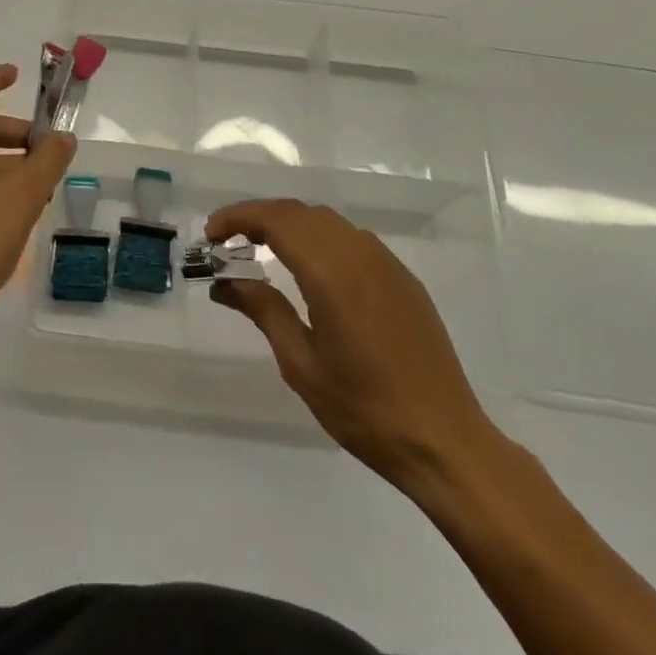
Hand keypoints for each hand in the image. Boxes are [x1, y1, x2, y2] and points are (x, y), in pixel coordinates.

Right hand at [206, 199, 503, 499]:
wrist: (445, 441)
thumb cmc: (364, 409)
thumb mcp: (301, 363)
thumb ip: (264, 310)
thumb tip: (225, 282)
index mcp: (331, 272)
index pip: (275, 219)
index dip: (238, 218)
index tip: (211, 235)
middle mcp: (360, 253)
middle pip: (299, 212)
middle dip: (259, 217)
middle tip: (228, 243)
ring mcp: (386, 263)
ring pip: (327, 222)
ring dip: (289, 224)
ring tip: (261, 250)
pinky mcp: (403, 279)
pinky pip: (352, 239)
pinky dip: (319, 238)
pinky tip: (309, 268)